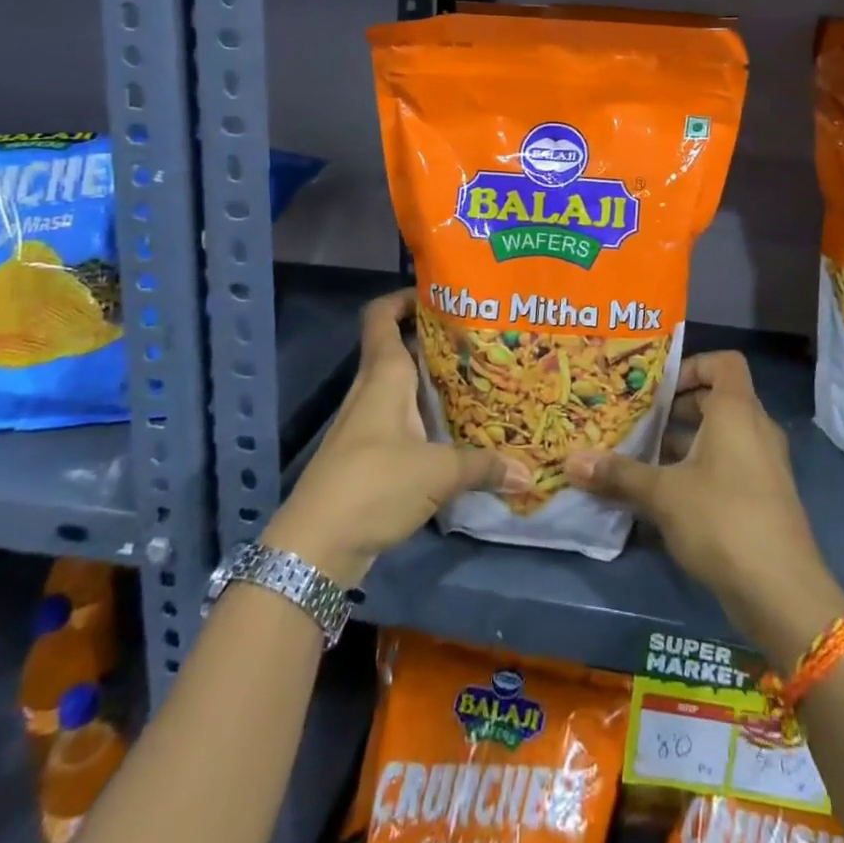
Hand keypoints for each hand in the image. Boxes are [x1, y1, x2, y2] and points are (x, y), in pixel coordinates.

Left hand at [262, 289, 527, 587]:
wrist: (314, 548)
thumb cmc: (373, 485)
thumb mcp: (437, 473)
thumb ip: (483, 466)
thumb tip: (528, 472)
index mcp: (383, 376)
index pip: (381, 316)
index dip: (404, 298)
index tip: (441, 294)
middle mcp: (371, 391)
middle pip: (398, 348)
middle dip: (435, 341)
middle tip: (479, 340)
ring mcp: (366, 424)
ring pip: (402, 387)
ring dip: (432, 382)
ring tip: (477, 381)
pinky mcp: (367, 455)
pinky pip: (401, 420)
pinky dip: (426, 417)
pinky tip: (455, 431)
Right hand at [565, 351, 843, 666]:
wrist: (782, 592)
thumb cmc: (722, 519)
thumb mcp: (662, 494)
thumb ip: (619, 474)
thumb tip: (571, 461)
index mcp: (737, 411)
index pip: (724, 363)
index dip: (691, 366)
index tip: (658, 389)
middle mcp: (756, 429)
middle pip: (717, 400)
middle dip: (676, 409)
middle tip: (638, 421)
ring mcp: (764, 465)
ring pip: (720, 438)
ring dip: (683, 444)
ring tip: (641, 459)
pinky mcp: (764, 498)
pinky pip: (728, 467)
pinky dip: (699, 471)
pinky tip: (665, 499)